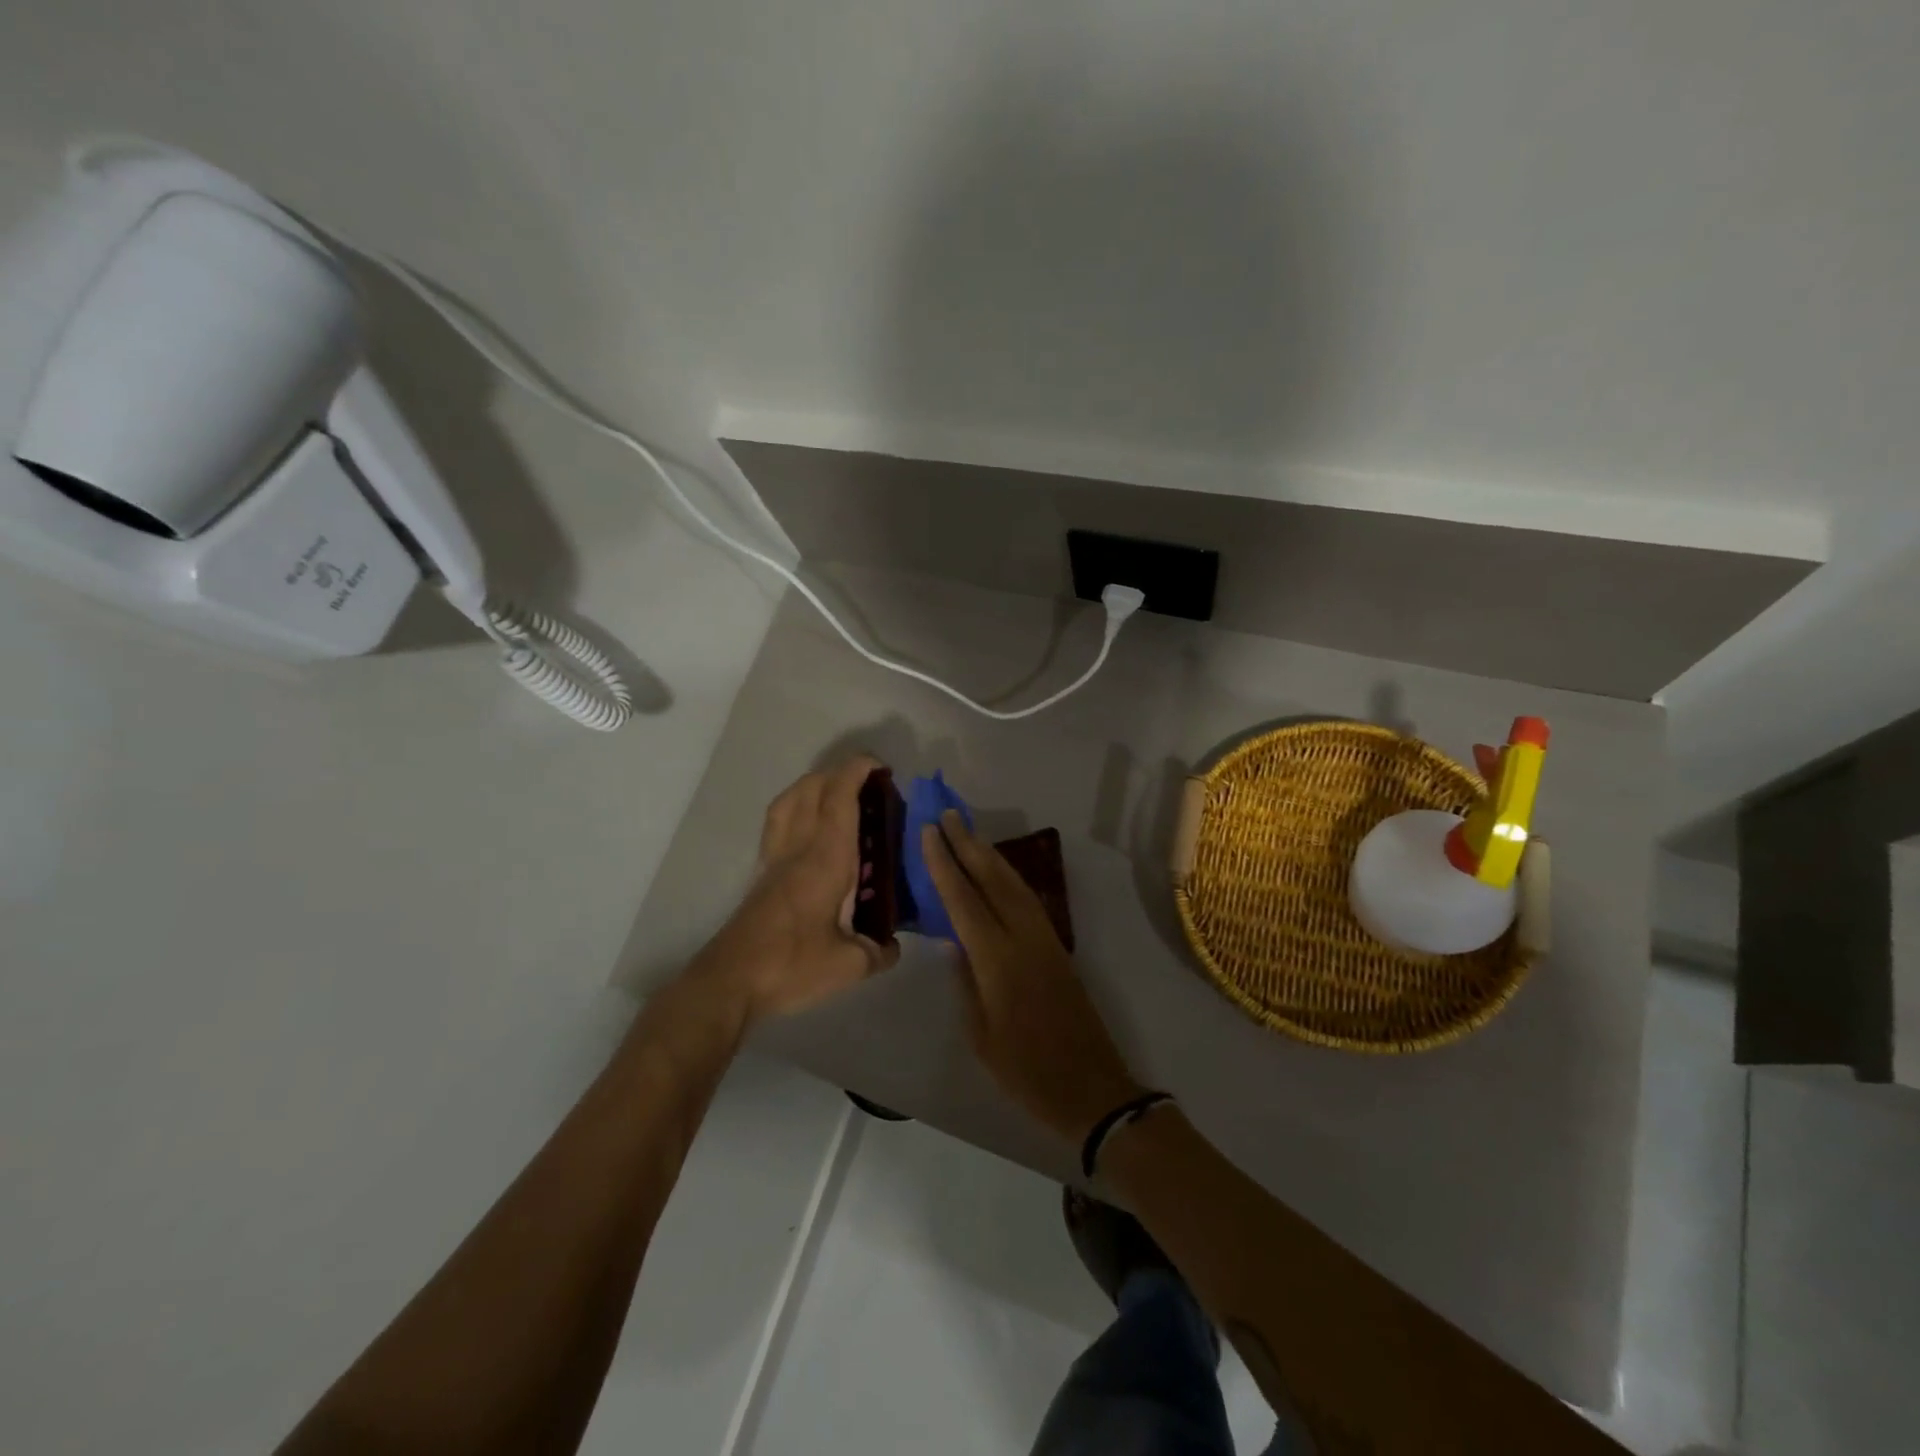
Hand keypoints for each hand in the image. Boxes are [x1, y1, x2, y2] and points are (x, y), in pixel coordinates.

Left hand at [689, 757, 898, 1029]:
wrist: (731, 981)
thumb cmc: (792, 965)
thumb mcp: (850, 966)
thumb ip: (879, 951)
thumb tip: (892, 945)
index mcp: (826, 858)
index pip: (840, 797)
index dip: (859, 771)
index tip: (882, 768)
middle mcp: (798, 847)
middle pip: (812, 787)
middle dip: (841, 773)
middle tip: (870, 786)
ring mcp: (775, 857)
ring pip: (789, 799)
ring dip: (815, 784)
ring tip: (839, 796)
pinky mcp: (761, 872)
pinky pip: (778, 821)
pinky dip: (796, 807)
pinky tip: (810, 829)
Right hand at [922, 810, 1143, 1141]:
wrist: (1091, 1087)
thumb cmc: (1027, 1071)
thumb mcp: (981, 1034)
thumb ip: (966, 983)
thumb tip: (954, 942)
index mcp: (999, 961)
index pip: (964, 901)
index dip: (944, 865)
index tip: (929, 833)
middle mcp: (1024, 939)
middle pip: (993, 880)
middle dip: (968, 845)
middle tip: (947, 815)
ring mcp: (1045, 939)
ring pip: (1014, 884)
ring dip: (989, 855)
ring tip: (967, 832)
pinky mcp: (1057, 946)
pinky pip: (1027, 899)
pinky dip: (1007, 876)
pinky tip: (996, 871)